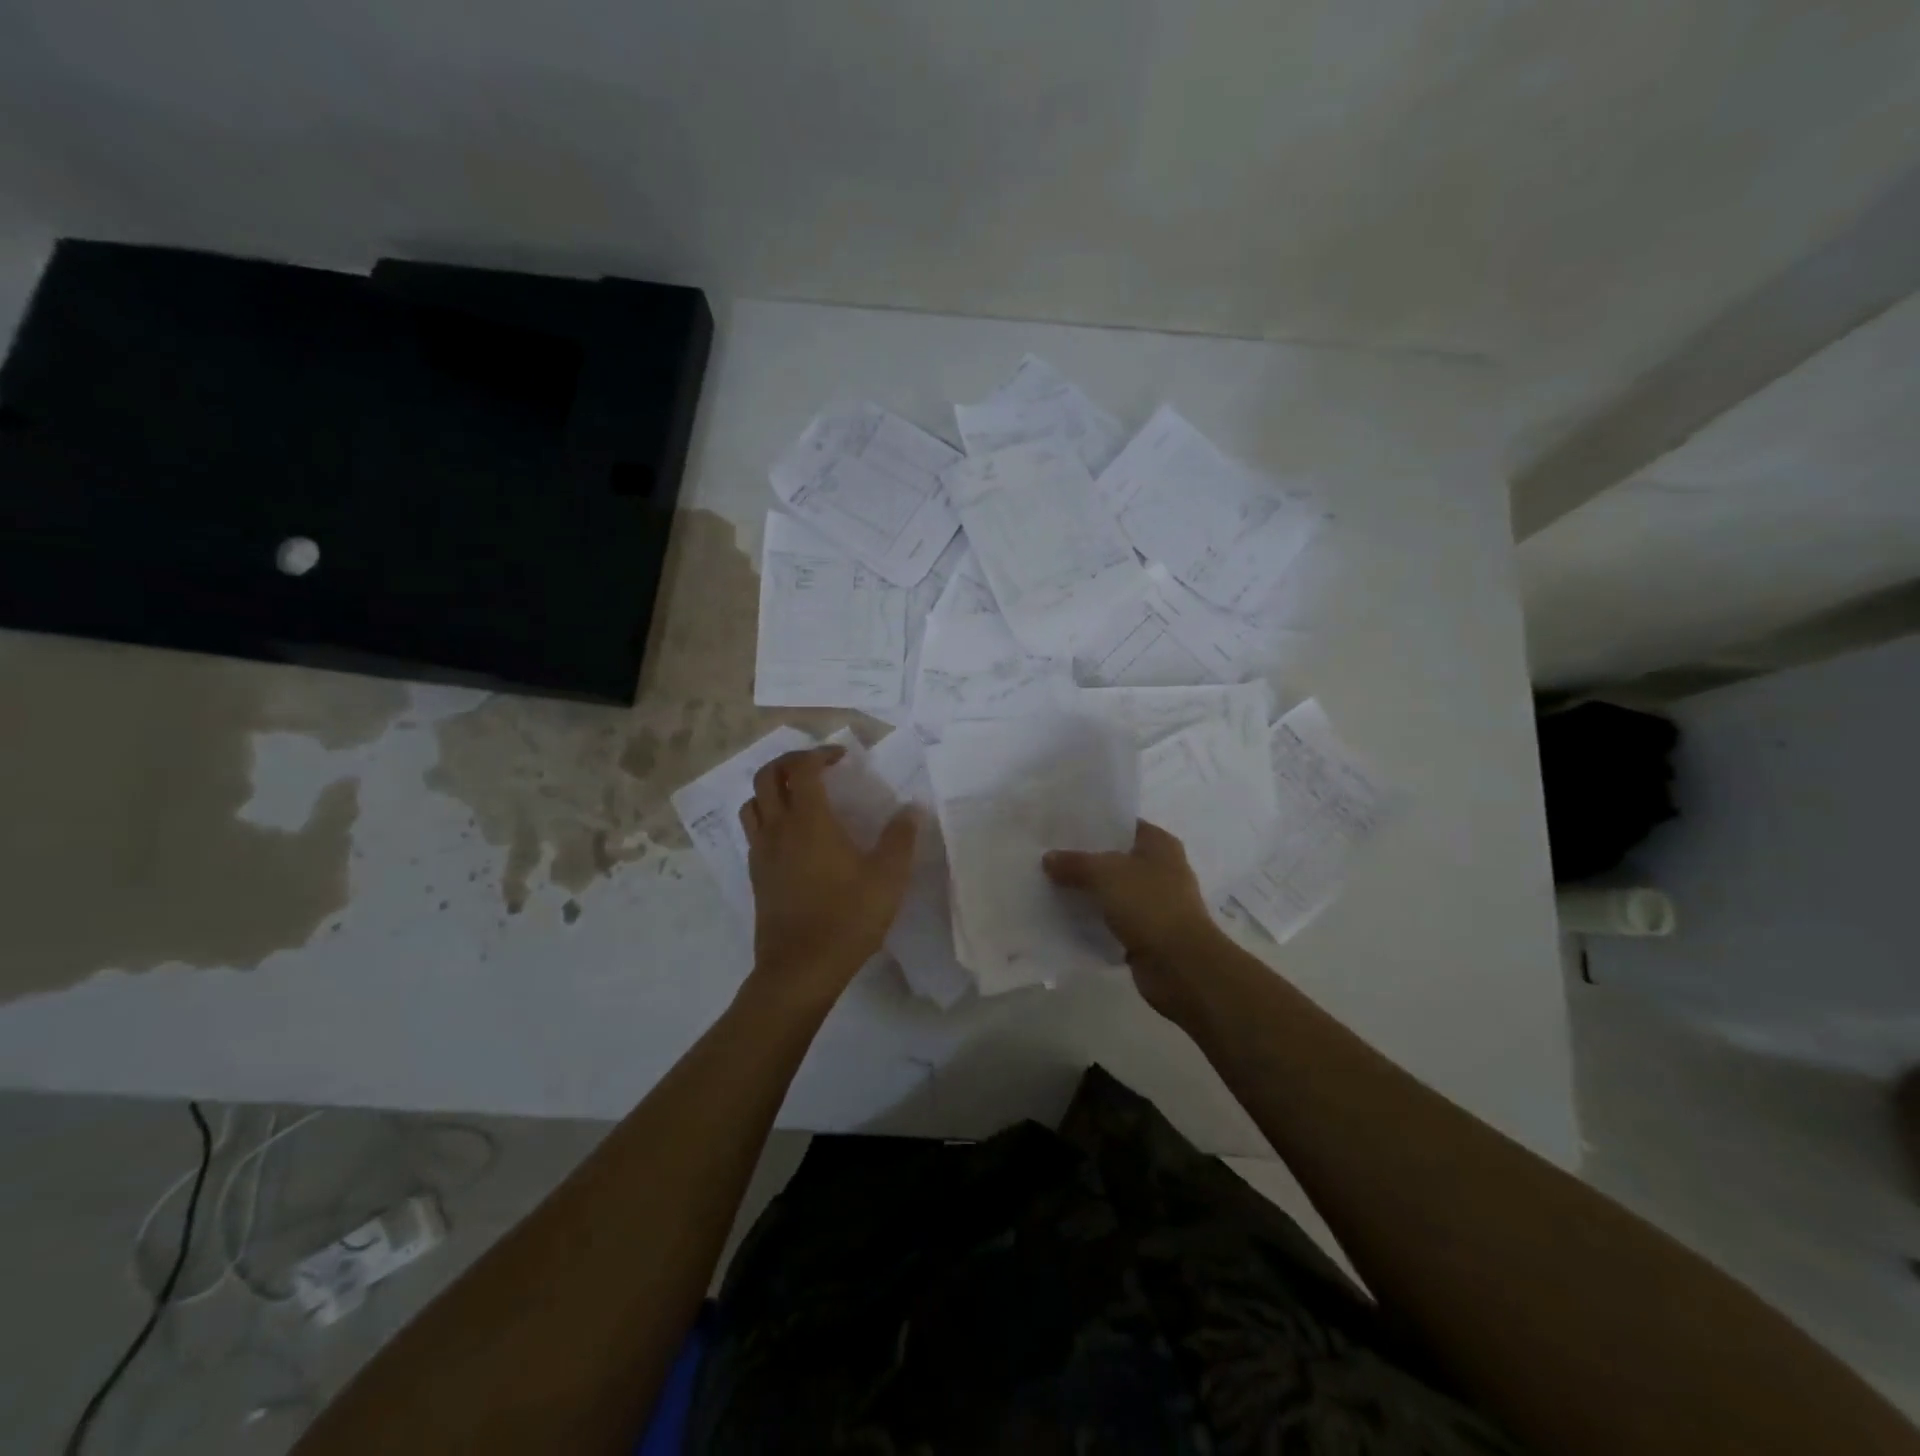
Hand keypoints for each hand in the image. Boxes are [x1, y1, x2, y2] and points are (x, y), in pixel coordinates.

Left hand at [740, 745, 917, 1009]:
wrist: (800, 969)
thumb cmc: (847, 919)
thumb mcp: (888, 878)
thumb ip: (900, 838)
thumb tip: (911, 808)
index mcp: (809, 821)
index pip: (801, 768)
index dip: (820, 754)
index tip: (842, 758)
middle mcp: (778, 829)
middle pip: (767, 776)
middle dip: (790, 762)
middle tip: (818, 768)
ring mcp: (761, 853)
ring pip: (753, 803)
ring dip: (773, 789)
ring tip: (799, 797)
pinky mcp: (756, 875)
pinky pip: (754, 831)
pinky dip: (768, 817)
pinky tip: (792, 837)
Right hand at [1044, 820, 1227, 1022]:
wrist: (1181, 966)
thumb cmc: (1149, 905)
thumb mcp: (1105, 874)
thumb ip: (1075, 863)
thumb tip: (1048, 858)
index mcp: (1160, 845)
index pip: (1123, 825)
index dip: (1094, 825)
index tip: (1061, 829)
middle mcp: (1161, 869)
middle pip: (1115, 858)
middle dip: (1085, 859)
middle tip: (1048, 857)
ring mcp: (1155, 903)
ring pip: (1113, 891)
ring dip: (1087, 892)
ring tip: (1050, 886)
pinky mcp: (1147, 933)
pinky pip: (1113, 920)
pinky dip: (1094, 920)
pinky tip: (1065, 918)